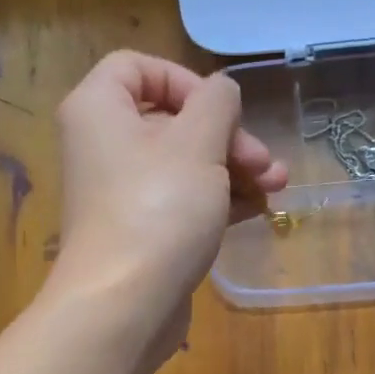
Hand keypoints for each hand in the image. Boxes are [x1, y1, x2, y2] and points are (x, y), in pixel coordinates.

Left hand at [45, 51, 286, 350]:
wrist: (125, 306)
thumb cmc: (159, 210)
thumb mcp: (198, 142)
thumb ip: (217, 103)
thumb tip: (221, 92)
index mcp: (99, 109)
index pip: (138, 67)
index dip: (186, 81)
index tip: (222, 111)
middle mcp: (103, 146)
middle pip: (171, 121)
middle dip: (227, 137)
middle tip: (265, 164)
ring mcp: (121, 194)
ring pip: (183, 164)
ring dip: (233, 170)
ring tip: (276, 188)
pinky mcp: (140, 232)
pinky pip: (181, 201)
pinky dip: (216, 200)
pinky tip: (257, 210)